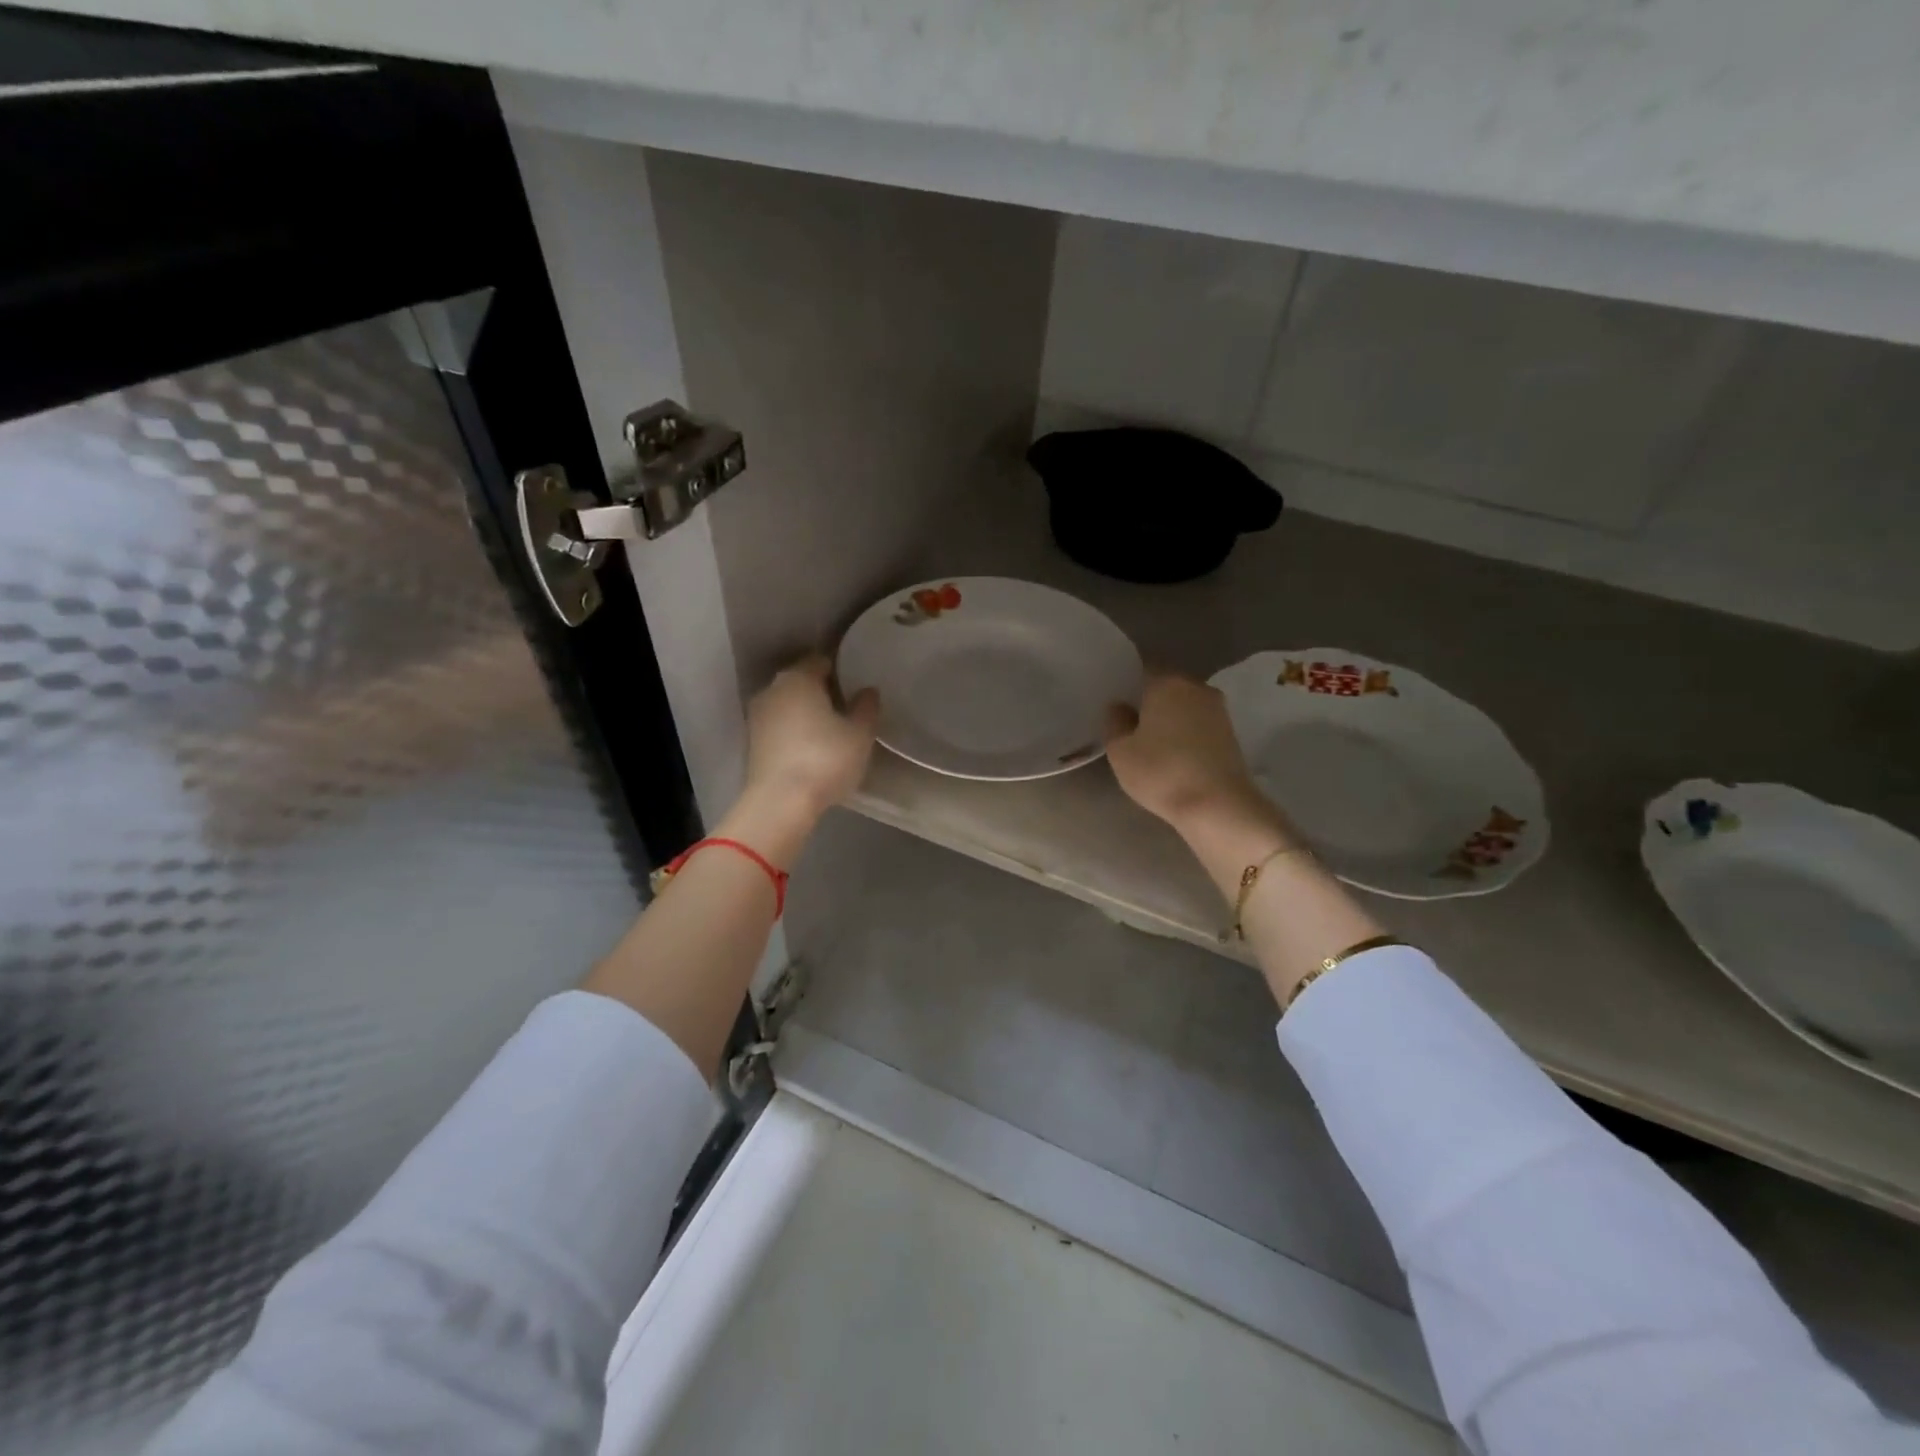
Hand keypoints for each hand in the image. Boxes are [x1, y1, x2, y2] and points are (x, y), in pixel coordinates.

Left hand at [742, 655, 879, 822]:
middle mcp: (772, 689)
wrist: (780, 802)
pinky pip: (779, 726)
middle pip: (801, 681)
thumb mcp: (859, 734)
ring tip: (831, 729)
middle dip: (822, 690)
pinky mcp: (752, 742)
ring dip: (806, 712)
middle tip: (847, 707)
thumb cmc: (825, 759)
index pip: (820, 661)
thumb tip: (868, 691)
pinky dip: (794, 730)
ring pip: (788, 704)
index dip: (840, 670)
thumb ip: (866, 708)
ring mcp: (757, 716)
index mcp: (798, 678)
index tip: (856, 685)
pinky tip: (811, 746)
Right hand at [1106, 673, 1274, 837]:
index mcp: (1167, 683)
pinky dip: (1186, 732)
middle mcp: (1196, 687)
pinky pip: (1199, 724)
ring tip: (1151, 739)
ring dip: (1170, 717)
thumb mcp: (1121, 751)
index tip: (1116, 701)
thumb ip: (1115, 722)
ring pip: (1185, 705)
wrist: (1219, 805)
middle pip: (1167, 686)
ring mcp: (1218, 710)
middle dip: (1150, 700)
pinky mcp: (1231, 733)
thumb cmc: (1162, 772)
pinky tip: (1173, 751)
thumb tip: (1120, 706)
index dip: (1128, 683)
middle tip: (1130, 721)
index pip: (1143, 669)